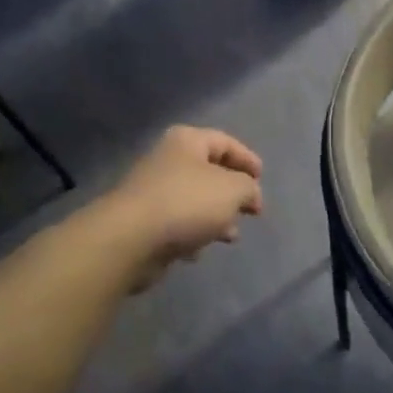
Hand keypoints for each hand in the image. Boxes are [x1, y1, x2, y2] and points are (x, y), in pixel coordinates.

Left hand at [104, 126, 264, 285]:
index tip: (262, 180)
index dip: (247, 159)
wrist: (130, 239)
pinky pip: (177, 224)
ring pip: (194, 200)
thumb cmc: (186, 203)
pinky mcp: (144, 221)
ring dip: (215, 217)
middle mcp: (168, 160)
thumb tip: (248, 194)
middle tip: (250, 211)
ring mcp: (153, 191)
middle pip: (209, 172)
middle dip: (232, 192)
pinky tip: (198, 251)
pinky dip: (192, 234)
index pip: (225, 142)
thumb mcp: (232, 190)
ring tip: (231, 236)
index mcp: (187, 141)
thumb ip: (248, 188)